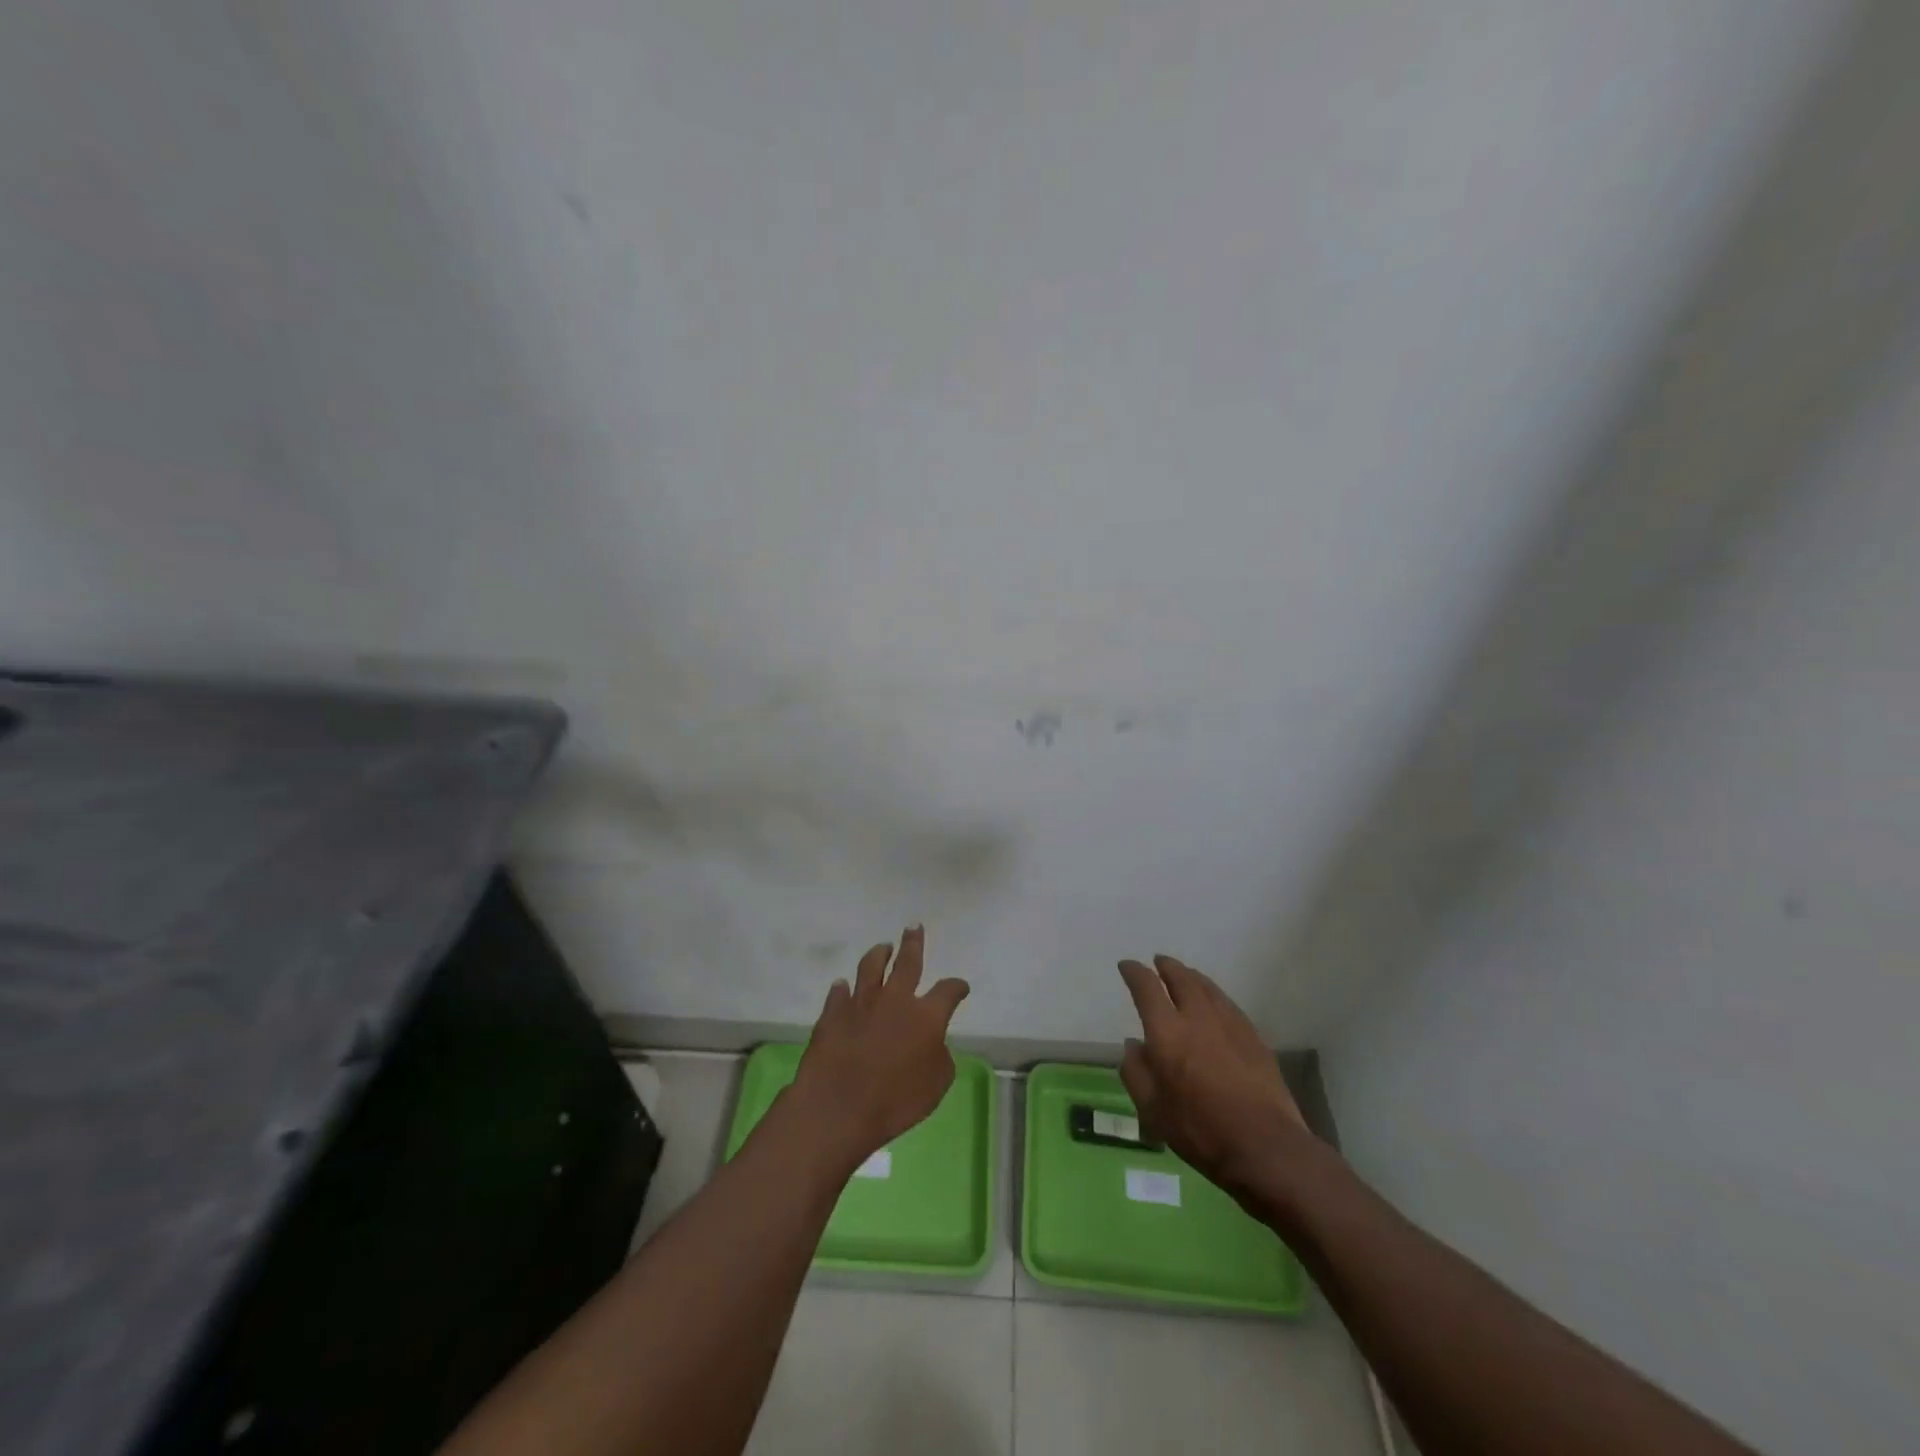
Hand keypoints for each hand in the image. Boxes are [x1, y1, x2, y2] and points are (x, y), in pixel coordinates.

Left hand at [789, 926, 969, 1170]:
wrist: (838, 1106)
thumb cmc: (894, 1102)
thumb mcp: (935, 1088)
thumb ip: (940, 1059)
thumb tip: (935, 1045)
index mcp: (926, 1016)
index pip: (948, 991)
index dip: (956, 987)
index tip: (960, 987)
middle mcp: (895, 999)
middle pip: (907, 962)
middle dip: (913, 943)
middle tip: (913, 928)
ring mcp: (861, 1002)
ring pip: (871, 966)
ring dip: (879, 954)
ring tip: (883, 948)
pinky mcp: (833, 1013)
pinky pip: (839, 993)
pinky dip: (843, 988)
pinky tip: (843, 986)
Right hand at [1117, 955, 1309, 1201]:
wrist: (1265, 1146)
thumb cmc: (1200, 1131)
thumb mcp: (1152, 1110)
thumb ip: (1136, 1073)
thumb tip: (1133, 1045)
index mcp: (1167, 1031)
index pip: (1146, 987)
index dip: (1134, 972)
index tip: (1127, 966)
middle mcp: (1198, 1017)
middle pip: (1181, 978)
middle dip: (1167, 966)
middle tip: (1159, 962)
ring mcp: (1230, 1024)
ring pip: (1207, 987)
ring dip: (1191, 976)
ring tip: (1185, 975)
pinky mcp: (1253, 1037)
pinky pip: (1228, 1004)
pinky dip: (1214, 995)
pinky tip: (1215, 1004)